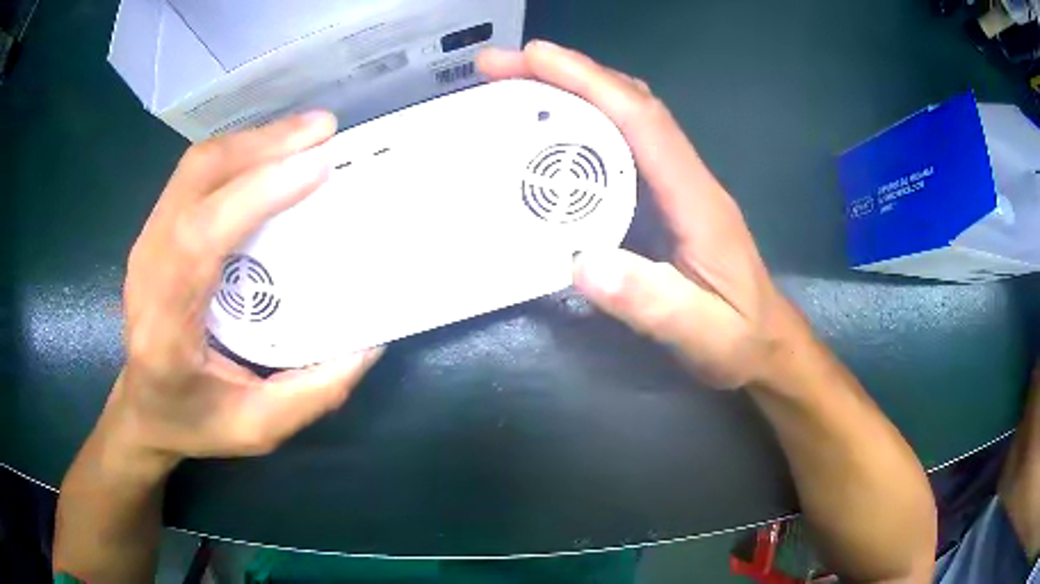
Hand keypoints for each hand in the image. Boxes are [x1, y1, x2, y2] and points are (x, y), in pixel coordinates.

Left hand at [108, 113, 381, 468]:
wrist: (142, 408)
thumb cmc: (193, 421)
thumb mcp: (256, 427)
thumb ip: (312, 393)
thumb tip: (369, 343)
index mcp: (163, 324)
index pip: (200, 237)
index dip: (257, 192)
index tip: (318, 165)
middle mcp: (146, 268)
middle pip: (196, 179)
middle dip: (262, 145)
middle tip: (323, 131)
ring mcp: (146, 242)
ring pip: (196, 166)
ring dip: (253, 141)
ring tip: (305, 134)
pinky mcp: (155, 231)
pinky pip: (195, 174)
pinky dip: (238, 153)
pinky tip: (270, 154)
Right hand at [479, 41, 801, 388]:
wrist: (768, 345)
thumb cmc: (740, 340)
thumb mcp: (700, 334)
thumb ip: (651, 302)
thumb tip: (583, 265)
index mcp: (697, 199)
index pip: (642, 121)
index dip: (589, 81)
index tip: (533, 57)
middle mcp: (687, 177)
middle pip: (630, 102)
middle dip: (567, 73)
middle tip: (502, 67)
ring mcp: (678, 184)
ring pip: (627, 115)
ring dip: (574, 89)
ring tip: (517, 84)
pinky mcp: (667, 198)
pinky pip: (624, 143)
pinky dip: (586, 121)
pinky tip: (553, 129)